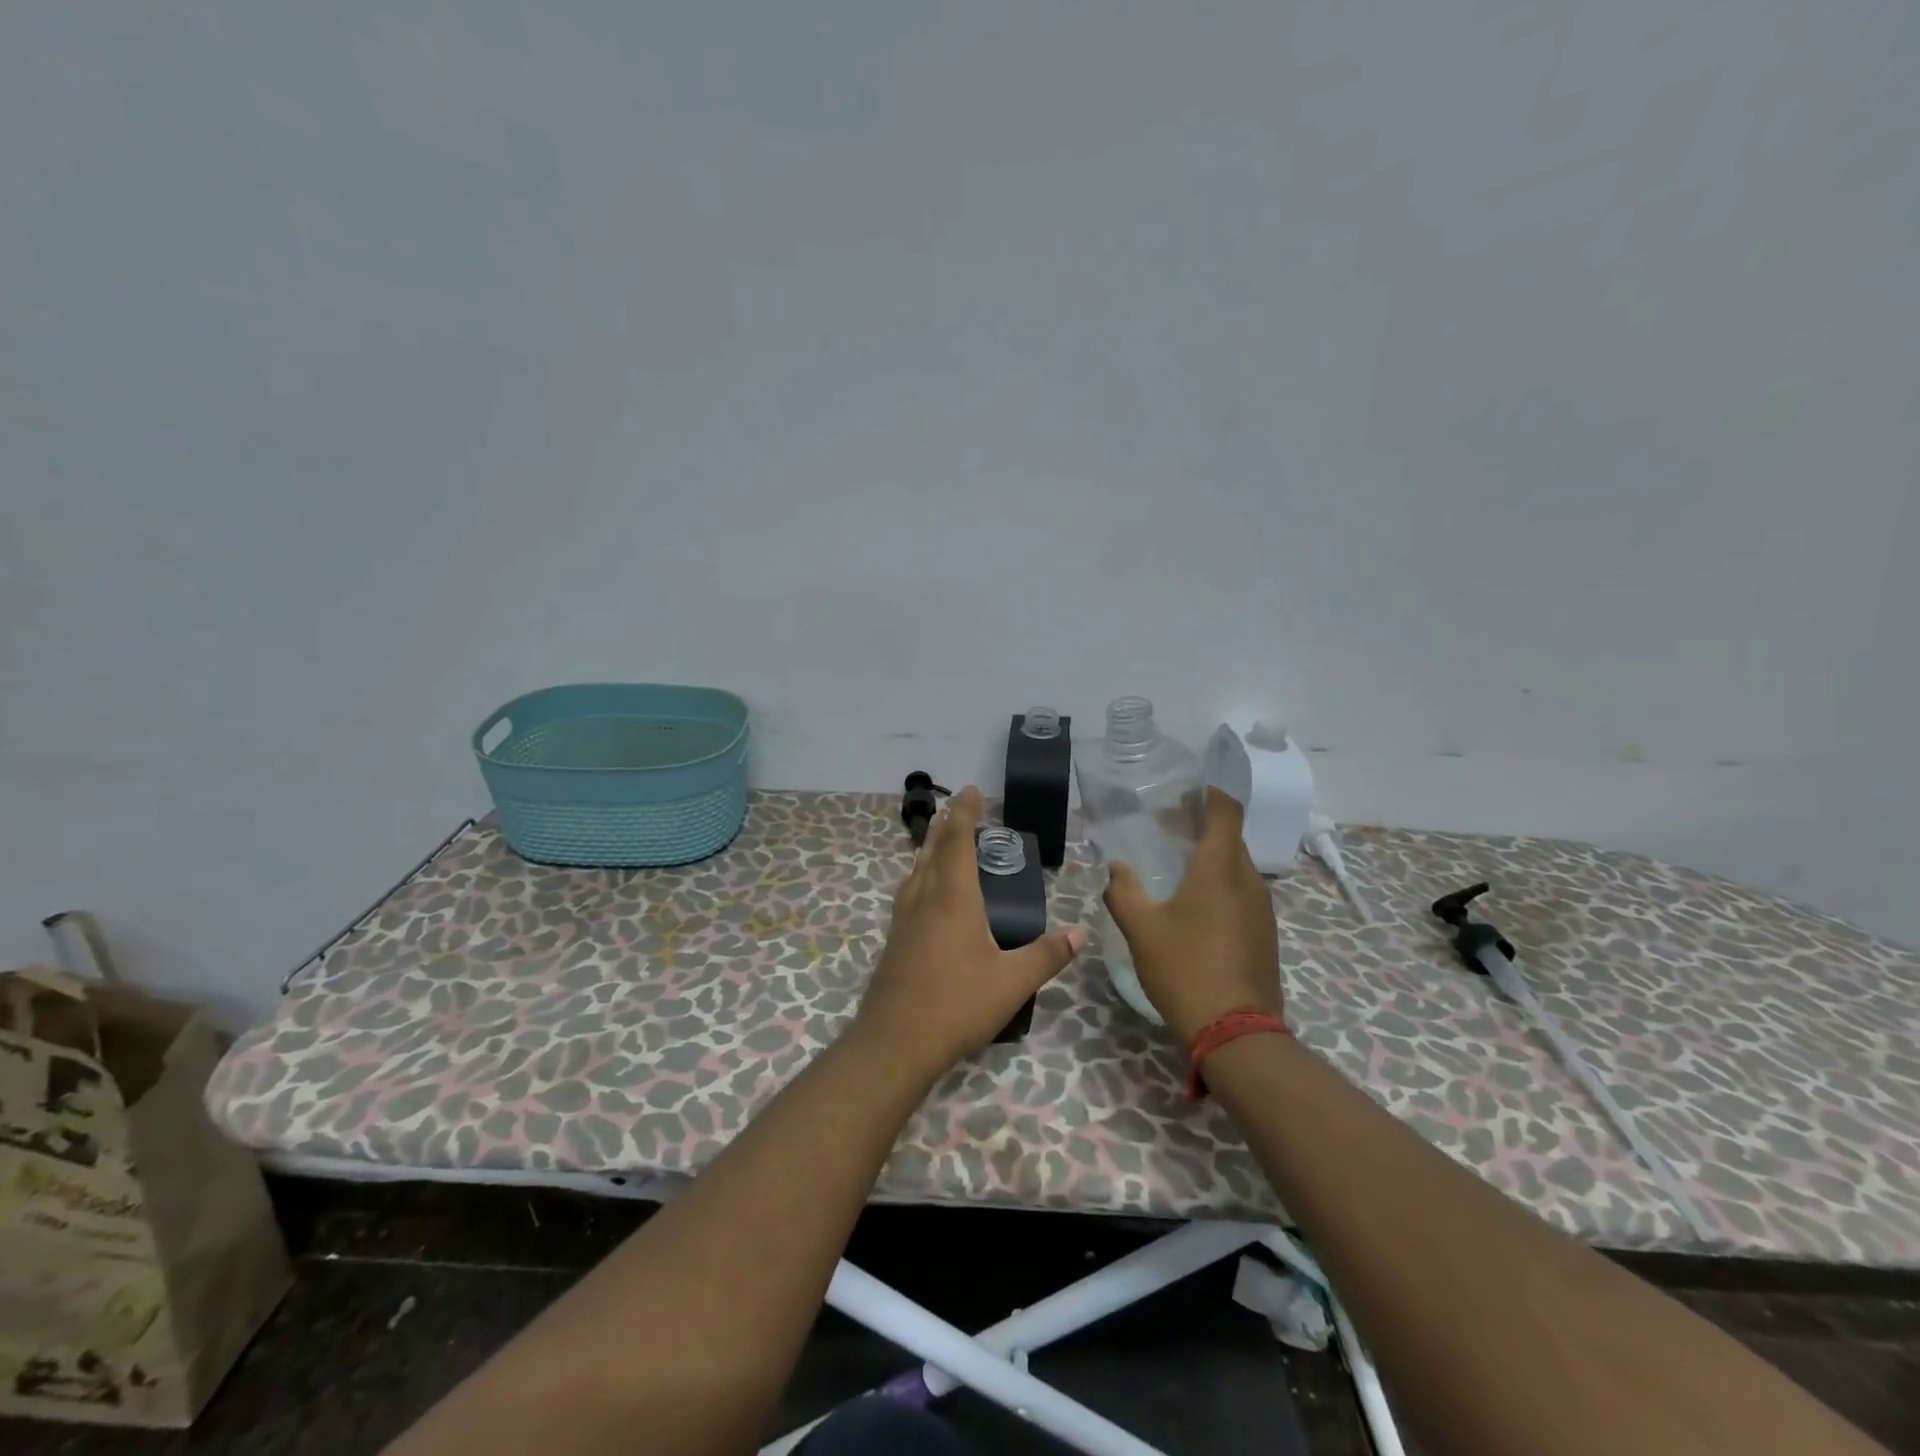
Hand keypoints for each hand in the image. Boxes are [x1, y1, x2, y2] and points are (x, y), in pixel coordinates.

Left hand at [854, 786, 1085, 1077]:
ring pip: (917, 868)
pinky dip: (921, 873)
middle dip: (947, 824)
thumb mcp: (1012, 982)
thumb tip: (1081, 933)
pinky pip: (909, 890)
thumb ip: (1047, 955)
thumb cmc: (956, 1005)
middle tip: (960, 806)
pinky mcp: (895, 938)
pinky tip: (925, 890)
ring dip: (930, 846)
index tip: (971, 790)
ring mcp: (904, 918)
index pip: (958, 842)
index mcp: (953, 897)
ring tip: (942, 837)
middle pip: (933, 849)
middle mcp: (924, 897)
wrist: (894, 1042)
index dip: (965, 813)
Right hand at [1103, 788, 1280, 1044]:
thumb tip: (1115, 868)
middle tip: (1166, 828)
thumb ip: (1123, 891)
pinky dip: (1220, 883)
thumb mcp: (1141, 929)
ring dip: (1210, 856)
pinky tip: (1195, 905)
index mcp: (1220, 868)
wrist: (1236, 1032)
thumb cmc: (1185, 968)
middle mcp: (1248, 880)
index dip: (1206, 795)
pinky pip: (1242, 892)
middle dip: (1201, 826)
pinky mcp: (1265, 933)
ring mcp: (1262, 908)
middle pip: (1230, 836)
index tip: (1180, 795)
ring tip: (1176, 865)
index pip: (1225, 810)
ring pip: (1237, 866)